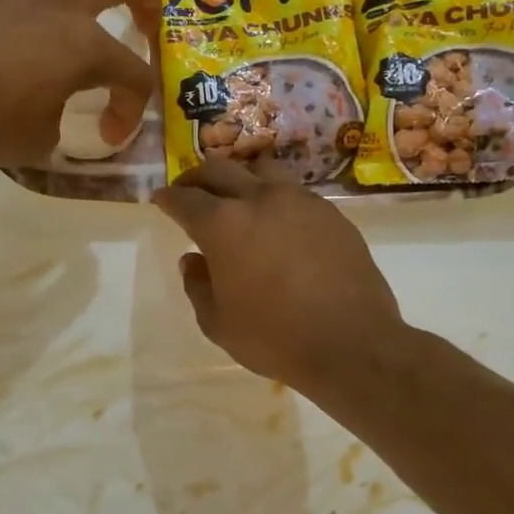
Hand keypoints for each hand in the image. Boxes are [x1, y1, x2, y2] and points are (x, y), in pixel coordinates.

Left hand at [0, 0, 160, 167]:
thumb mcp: (34, 142)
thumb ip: (58, 124)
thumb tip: (53, 115)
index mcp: (85, 45)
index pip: (134, 75)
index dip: (132, 109)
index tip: (111, 134)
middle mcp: (59, 2)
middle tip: (146, 22)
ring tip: (71, 15)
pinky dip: (25, 3)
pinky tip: (9, 29)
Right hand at [151, 157, 404, 396]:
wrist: (351, 343)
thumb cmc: (274, 337)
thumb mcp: (218, 322)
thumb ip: (197, 285)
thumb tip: (192, 260)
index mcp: (223, 224)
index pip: (184, 199)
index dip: (168, 198)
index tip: (161, 200)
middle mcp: (259, 199)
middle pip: (219, 170)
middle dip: (196, 178)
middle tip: (189, 191)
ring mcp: (300, 201)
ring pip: (260, 171)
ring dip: (239, 178)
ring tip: (235, 197)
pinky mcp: (331, 213)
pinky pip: (293, 193)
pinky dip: (274, 199)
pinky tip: (277, 223)